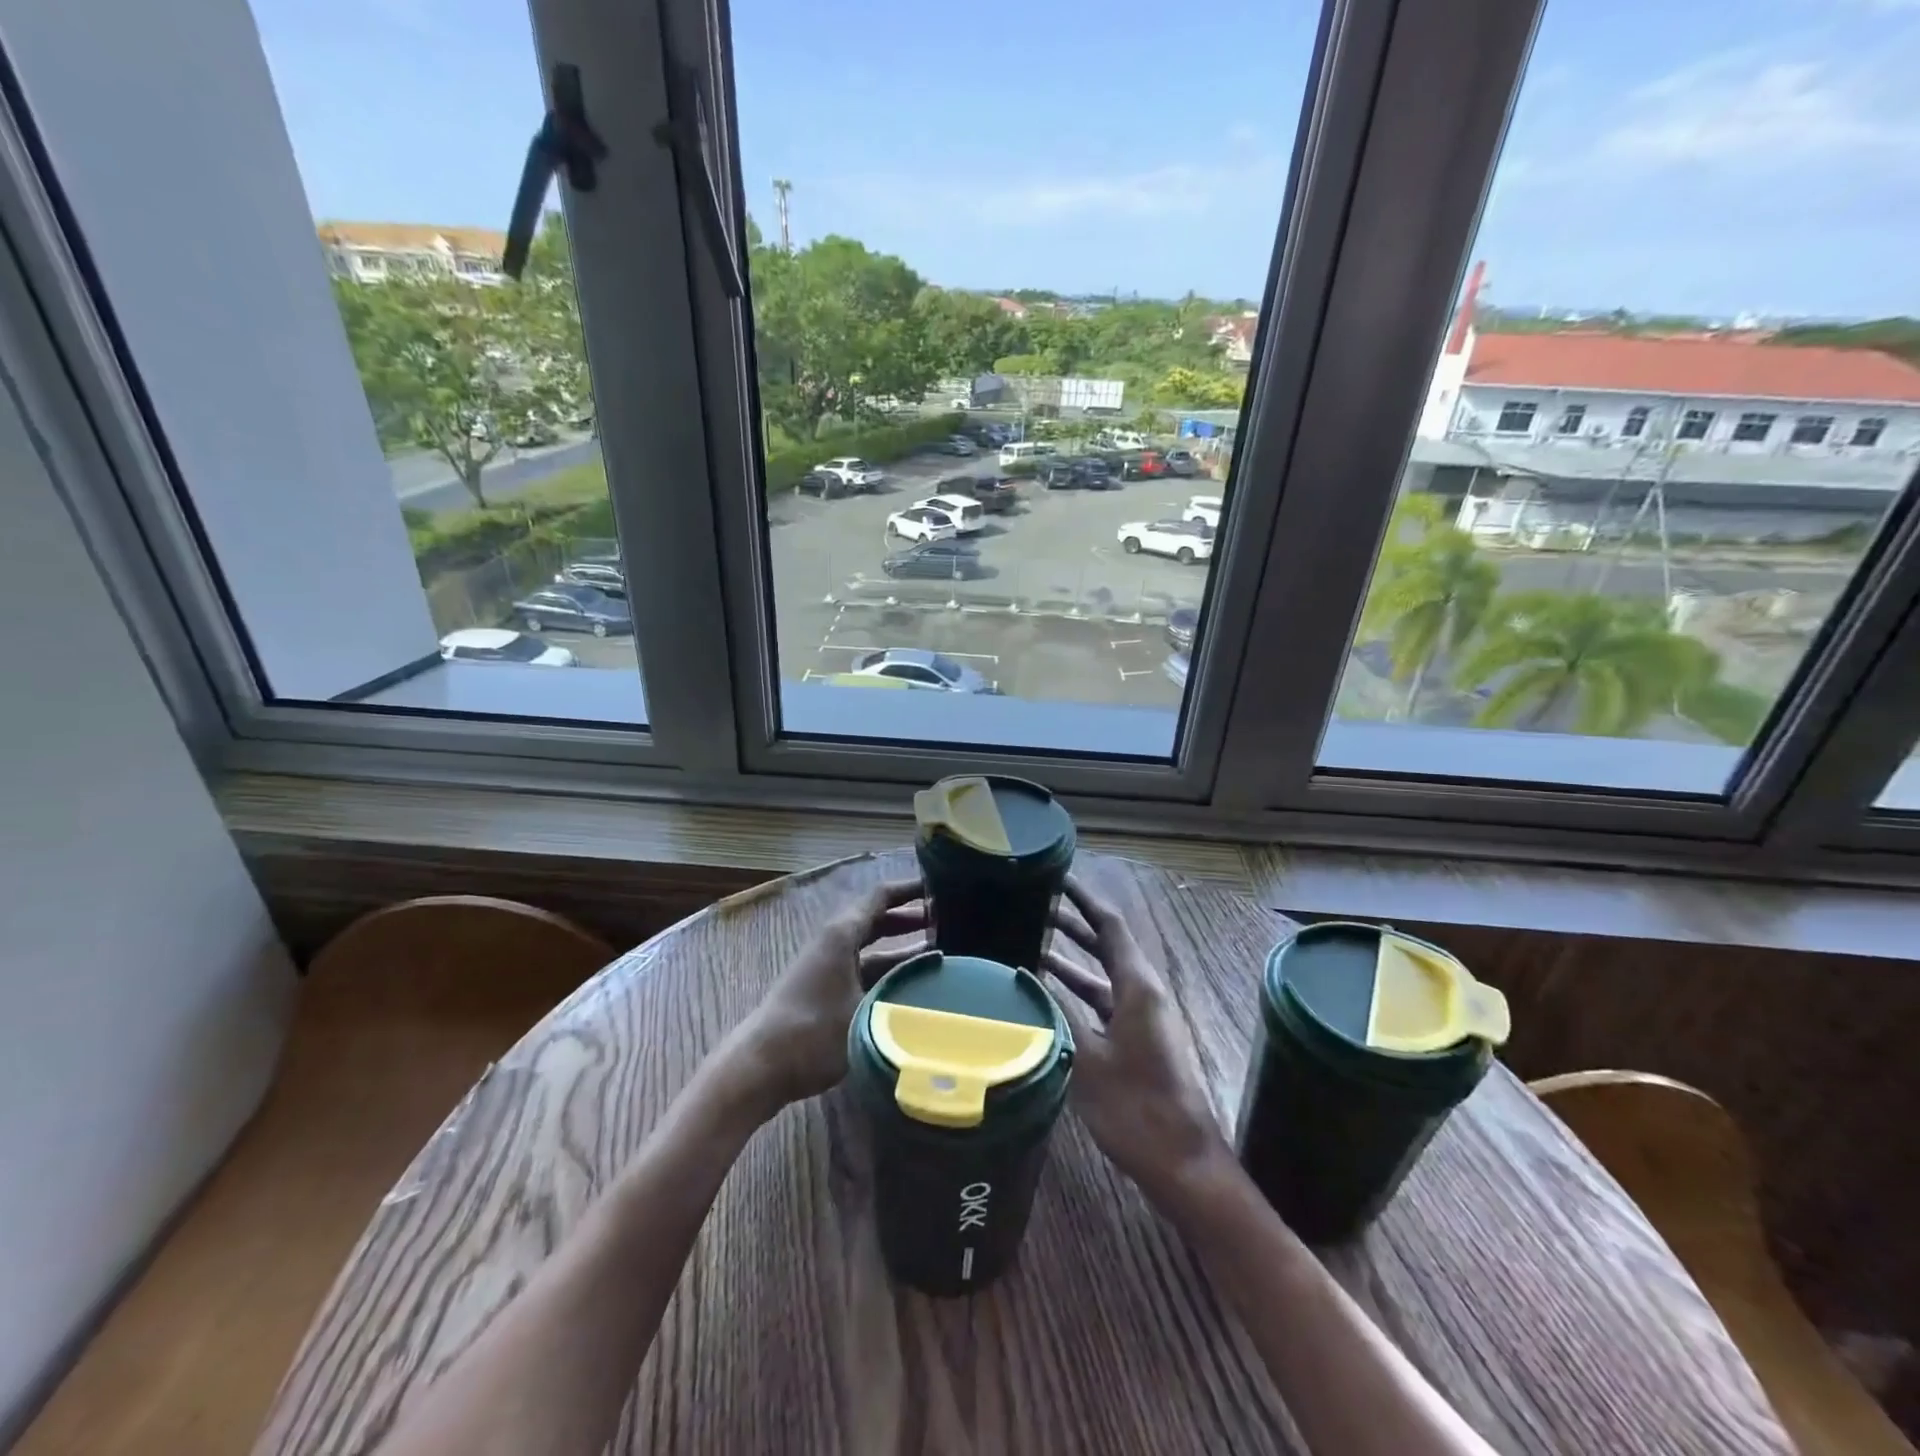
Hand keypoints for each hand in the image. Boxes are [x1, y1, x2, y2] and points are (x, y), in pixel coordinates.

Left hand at [733, 877, 927, 1110]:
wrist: (760, 1067)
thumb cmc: (814, 1032)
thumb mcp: (867, 1010)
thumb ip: (903, 992)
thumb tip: (940, 985)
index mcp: (841, 934)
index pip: (881, 896)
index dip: (910, 889)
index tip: (942, 887)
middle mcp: (834, 942)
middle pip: (877, 919)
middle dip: (911, 918)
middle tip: (948, 921)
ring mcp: (827, 966)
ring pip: (872, 947)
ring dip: (902, 947)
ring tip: (941, 951)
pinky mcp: (825, 990)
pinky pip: (864, 968)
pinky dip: (888, 970)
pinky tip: (911, 985)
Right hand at [1044, 875, 1230, 1206]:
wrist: (1181, 1163)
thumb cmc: (1135, 1107)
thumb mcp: (1087, 1057)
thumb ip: (1057, 1012)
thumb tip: (1027, 977)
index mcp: (1138, 986)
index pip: (1110, 925)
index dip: (1084, 897)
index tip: (1057, 876)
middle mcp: (1143, 993)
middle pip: (1107, 944)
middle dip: (1074, 922)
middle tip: (1035, 903)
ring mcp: (1143, 1018)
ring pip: (1103, 974)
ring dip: (1072, 958)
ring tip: (1032, 941)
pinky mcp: (1138, 1040)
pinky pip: (1104, 1000)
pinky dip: (1078, 990)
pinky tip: (1050, 994)